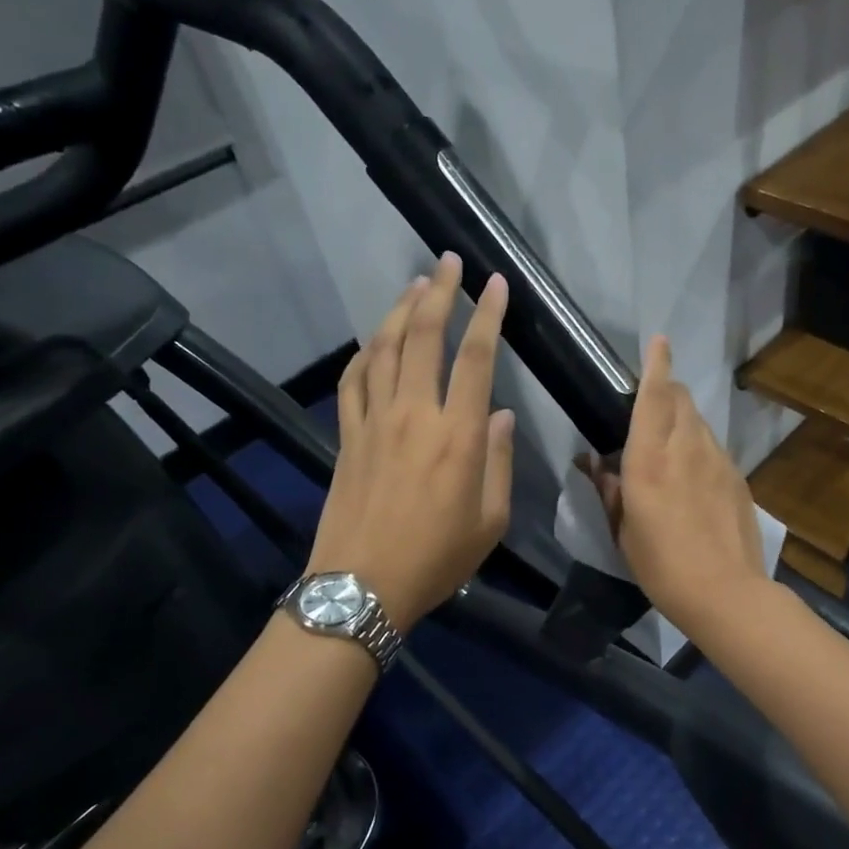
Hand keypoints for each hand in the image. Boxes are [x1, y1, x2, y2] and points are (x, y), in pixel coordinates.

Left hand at [306, 254, 512, 632]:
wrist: (363, 585)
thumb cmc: (437, 558)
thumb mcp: (490, 520)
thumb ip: (499, 461)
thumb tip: (501, 415)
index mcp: (459, 436)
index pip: (476, 358)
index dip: (488, 315)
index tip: (496, 283)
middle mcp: (415, 415)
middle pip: (423, 337)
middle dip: (438, 292)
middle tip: (447, 262)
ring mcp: (374, 421)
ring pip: (383, 349)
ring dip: (399, 310)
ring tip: (414, 285)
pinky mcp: (347, 435)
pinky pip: (353, 380)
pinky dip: (364, 352)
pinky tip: (373, 340)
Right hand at [584, 335, 768, 634]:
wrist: (726, 592)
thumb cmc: (662, 565)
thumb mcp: (624, 530)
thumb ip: (609, 489)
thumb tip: (593, 462)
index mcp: (650, 458)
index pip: (654, 396)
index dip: (656, 364)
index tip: (659, 340)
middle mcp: (687, 448)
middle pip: (681, 398)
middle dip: (667, 388)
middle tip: (650, 401)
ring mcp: (718, 460)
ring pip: (699, 421)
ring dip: (682, 418)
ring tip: (668, 443)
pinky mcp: (737, 477)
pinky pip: (714, 447)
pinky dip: (698, 445)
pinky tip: (692, 475)